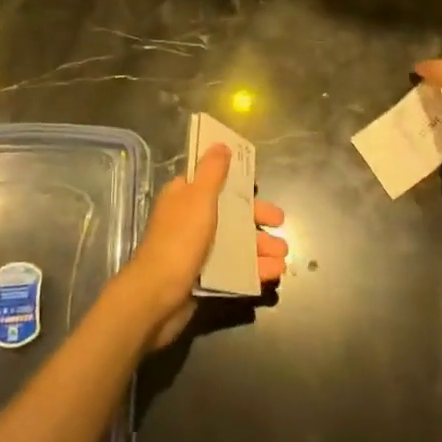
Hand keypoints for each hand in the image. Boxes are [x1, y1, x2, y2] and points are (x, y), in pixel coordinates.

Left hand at [123, 143, 287, 348]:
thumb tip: (220, 144)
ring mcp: (197, 249)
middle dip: (258, 219)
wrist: (158, 296)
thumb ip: (212, 171)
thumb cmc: (180, 240)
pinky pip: (234, 267)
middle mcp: (191, 219)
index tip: (258, 185)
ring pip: (236, 242)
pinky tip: (274, 274)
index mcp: (185, 196)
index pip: (214, 181)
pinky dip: (254, 269)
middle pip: (230, 213)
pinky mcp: (204, 276)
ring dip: (261, 247)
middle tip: (280, 224)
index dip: (237, 182)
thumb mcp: (198, 198)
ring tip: (284, 256)